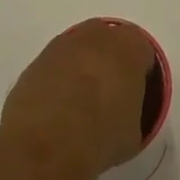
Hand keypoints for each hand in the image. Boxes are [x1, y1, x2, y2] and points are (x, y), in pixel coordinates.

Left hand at [0, 19, 155, 179]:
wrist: (46, 144)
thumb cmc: (101, 136)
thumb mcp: (133, 134)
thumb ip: (132, 114)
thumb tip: (122, 118)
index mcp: (130, 46)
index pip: (143, 53)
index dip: (140, 77)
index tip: (135, 99)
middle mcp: (98, 35)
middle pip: (109, 44)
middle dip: (110, 64)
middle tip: (108, 98)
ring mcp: (63, 45)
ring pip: (79, 53)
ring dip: (80, 71)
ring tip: (78, 108)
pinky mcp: (36, 62)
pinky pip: (55, 68)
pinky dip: (57, 83)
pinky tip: (55, 114)